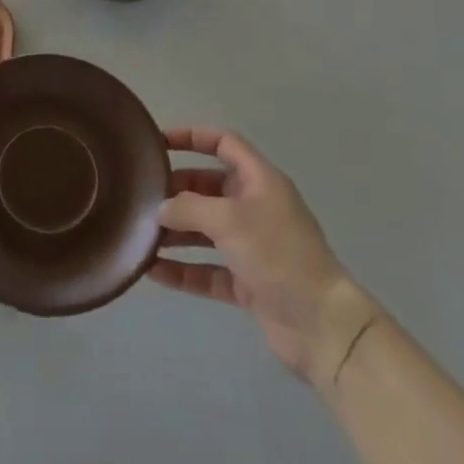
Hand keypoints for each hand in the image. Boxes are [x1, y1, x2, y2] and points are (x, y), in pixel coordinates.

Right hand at [151, 127, 371, 382]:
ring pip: (205, 230)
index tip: (158, 143)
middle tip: (142, 197)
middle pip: (208, 188)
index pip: (224, 143)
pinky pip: (207, 269)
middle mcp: (255, 207)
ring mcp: (252, 247)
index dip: (192, 137)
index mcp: (260, 181)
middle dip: (176, 191)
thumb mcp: (229, 219)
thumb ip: (188, 208)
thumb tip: (160, 209)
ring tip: (140, 234)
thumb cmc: (278, 254)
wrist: (323, 326)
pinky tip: (152, 271)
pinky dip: (183, 269)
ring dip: (175, 232)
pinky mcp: (248, 282)